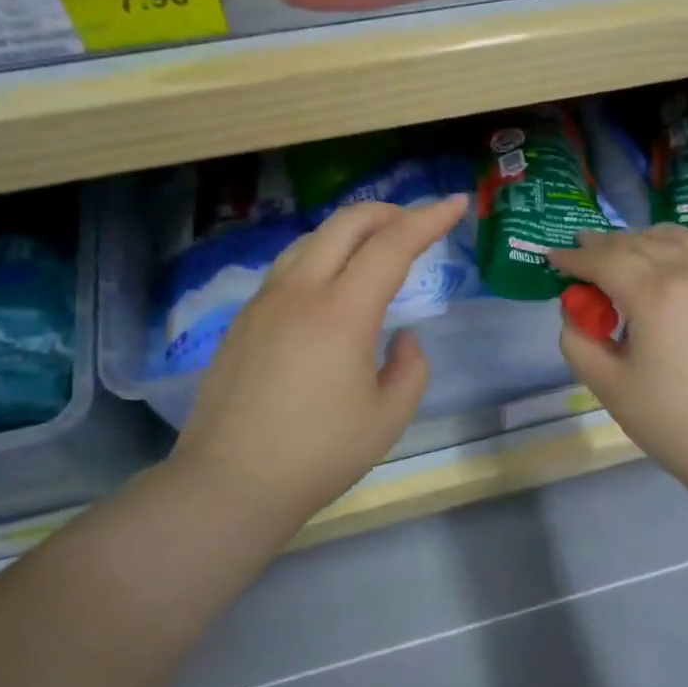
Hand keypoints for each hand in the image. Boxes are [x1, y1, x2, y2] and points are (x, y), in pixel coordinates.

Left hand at [172, 195, 469, 544]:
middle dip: (388, 211)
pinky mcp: (243, 320)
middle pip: (345, 224)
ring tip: (375, 247)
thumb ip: (410, 369)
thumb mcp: (387, 418)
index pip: (392, 245)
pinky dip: (321, 256)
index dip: (429, 219)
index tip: (456, 203)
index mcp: (341, 313)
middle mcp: (299, 293)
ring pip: (311, 240)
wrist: (230, 483)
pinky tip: (330, 284)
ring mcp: (264, 303)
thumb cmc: (318, 455)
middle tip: (416, 222)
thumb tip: (403, 339)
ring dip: (350, 231)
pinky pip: (288, 267)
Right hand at [549, 226, 687, 508]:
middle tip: (580, 251)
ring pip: (676, 238)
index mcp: (656, 294)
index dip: (574, 258)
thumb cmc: (674, 422)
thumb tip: (575, 313)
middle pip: (639, 243)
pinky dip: (674, 248)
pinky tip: (664, 268)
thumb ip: (579, 342)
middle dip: (603, 245)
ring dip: (641, 239)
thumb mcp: (609, 386)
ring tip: (621, 254)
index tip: (553, 258)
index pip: (605, 260)